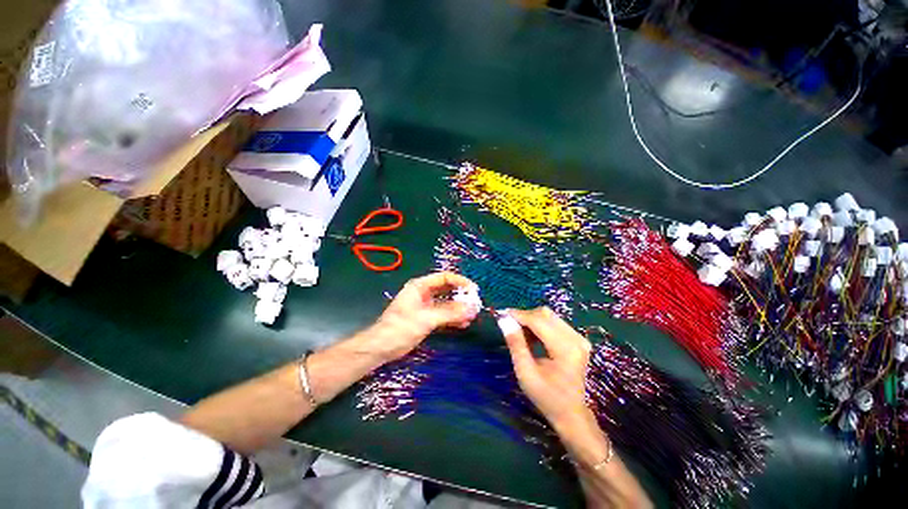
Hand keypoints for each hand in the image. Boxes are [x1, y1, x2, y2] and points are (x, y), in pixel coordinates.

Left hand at [372, 272, 479, 360]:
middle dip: (461, 296)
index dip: (460, 282)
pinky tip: (463, 324)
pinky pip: (443, 314)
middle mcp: (424, 293)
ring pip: (446, 303)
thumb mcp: (426, 319)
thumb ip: (450, 312)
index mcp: (420, 286)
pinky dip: (453, 318)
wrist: (380, 348)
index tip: (474, 291)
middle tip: (475, 304)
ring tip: (472, 316)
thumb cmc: (400, 328)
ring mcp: (425, 306)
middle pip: (447, 290)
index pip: (445, 277)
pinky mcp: (426, 318)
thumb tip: (472, 308)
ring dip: (459, 309)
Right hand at [497, 307, 593, 432]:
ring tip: (519, 333)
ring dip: (531, 320)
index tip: (501, 315)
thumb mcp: (525, 372)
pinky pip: (554, 323)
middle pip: (545, 314)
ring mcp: (579, 338)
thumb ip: (515, 344)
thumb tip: (504, 320)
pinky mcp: (577, 339)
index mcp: (565, 349)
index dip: (518, 315)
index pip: (538, 320)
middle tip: (509, 325)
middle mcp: (576, 339)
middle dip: (524, 316)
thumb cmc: (547, 397)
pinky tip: (531, 337)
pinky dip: (539, 325)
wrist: (572, 413)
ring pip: (549, 316)